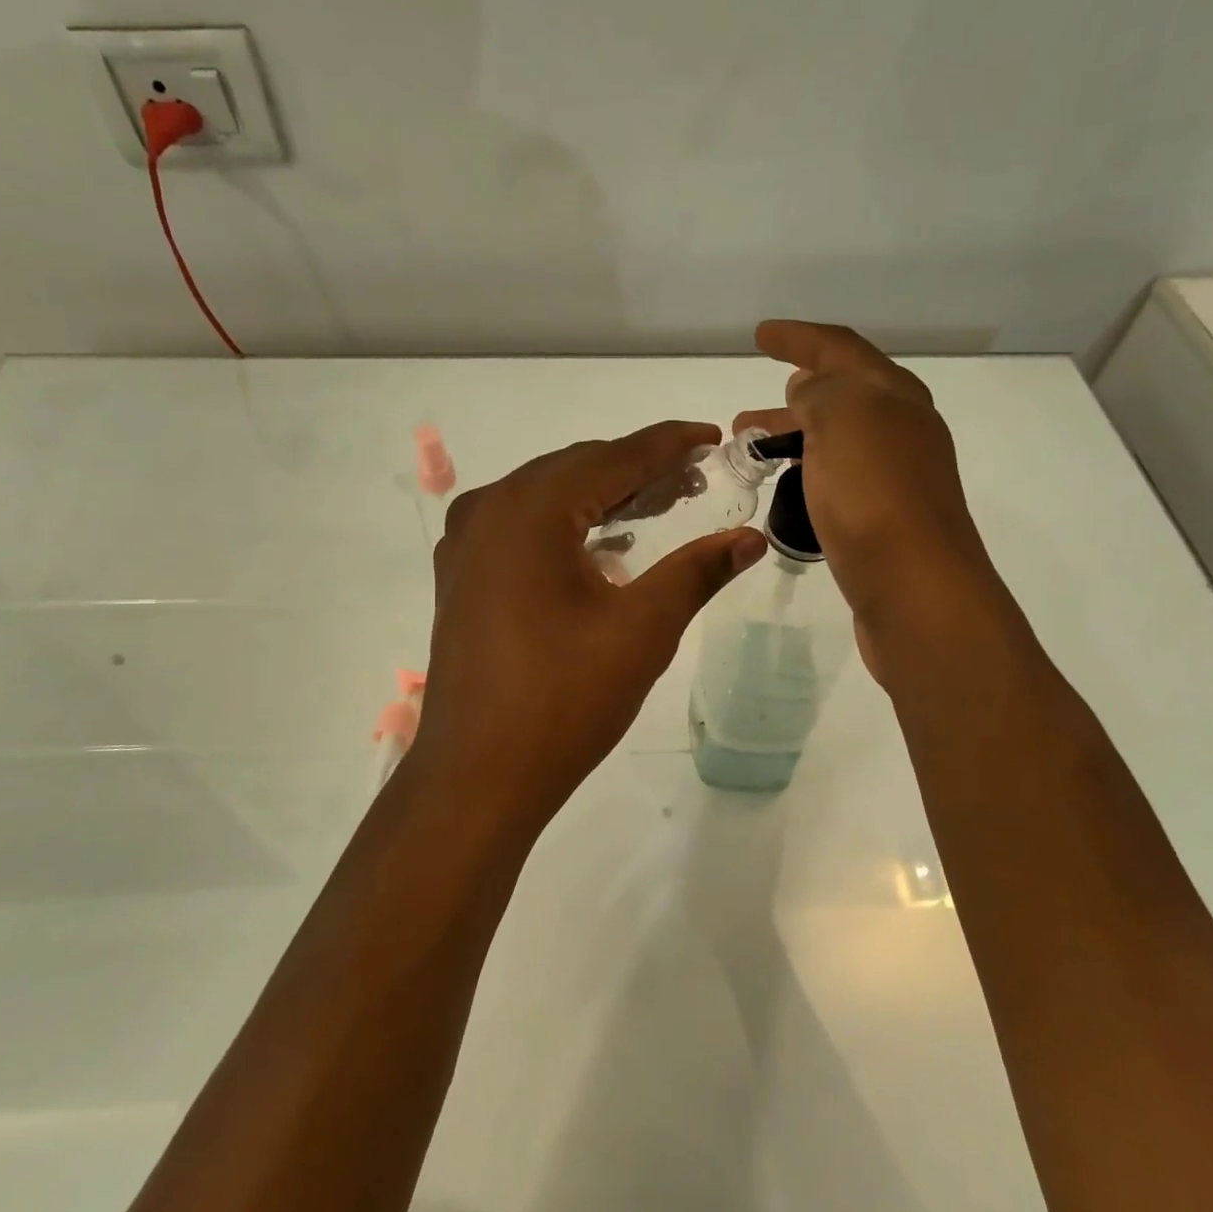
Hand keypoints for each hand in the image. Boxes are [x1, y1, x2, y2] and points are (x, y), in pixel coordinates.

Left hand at [410, 423, 767, 823]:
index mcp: (529, 510)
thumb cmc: (564, 699)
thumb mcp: (642, 629)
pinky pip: (521, 527)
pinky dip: (566, 524)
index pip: (612, 456)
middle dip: (637, 469)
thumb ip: (698, 571)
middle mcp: (488, 510)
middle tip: (694, 480)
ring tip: (657, 506)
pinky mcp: (461, 577)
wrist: (478, 775)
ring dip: (601, 495)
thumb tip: (751, 538)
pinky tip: (601, 545)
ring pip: (546, 497)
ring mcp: (466, 544)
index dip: (668, 444)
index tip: (712, 436)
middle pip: (575, 468)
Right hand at [733, 320, 1011, 676]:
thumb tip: (810, 388)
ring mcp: (897, 477)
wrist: (915, 589)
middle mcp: (902, 430)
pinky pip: (841, 477)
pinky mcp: (886, 519)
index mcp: (893, 396)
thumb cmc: (872, 494)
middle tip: (745, 416)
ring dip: (796, 436)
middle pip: (842, 395)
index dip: (799, 337)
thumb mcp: (842, 419)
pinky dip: (811, 470)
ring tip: (754, 451)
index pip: (841, 349)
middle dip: (793, 395)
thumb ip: (821, 392)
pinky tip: (792, 488)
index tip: (760, 335)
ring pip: (839, 440)